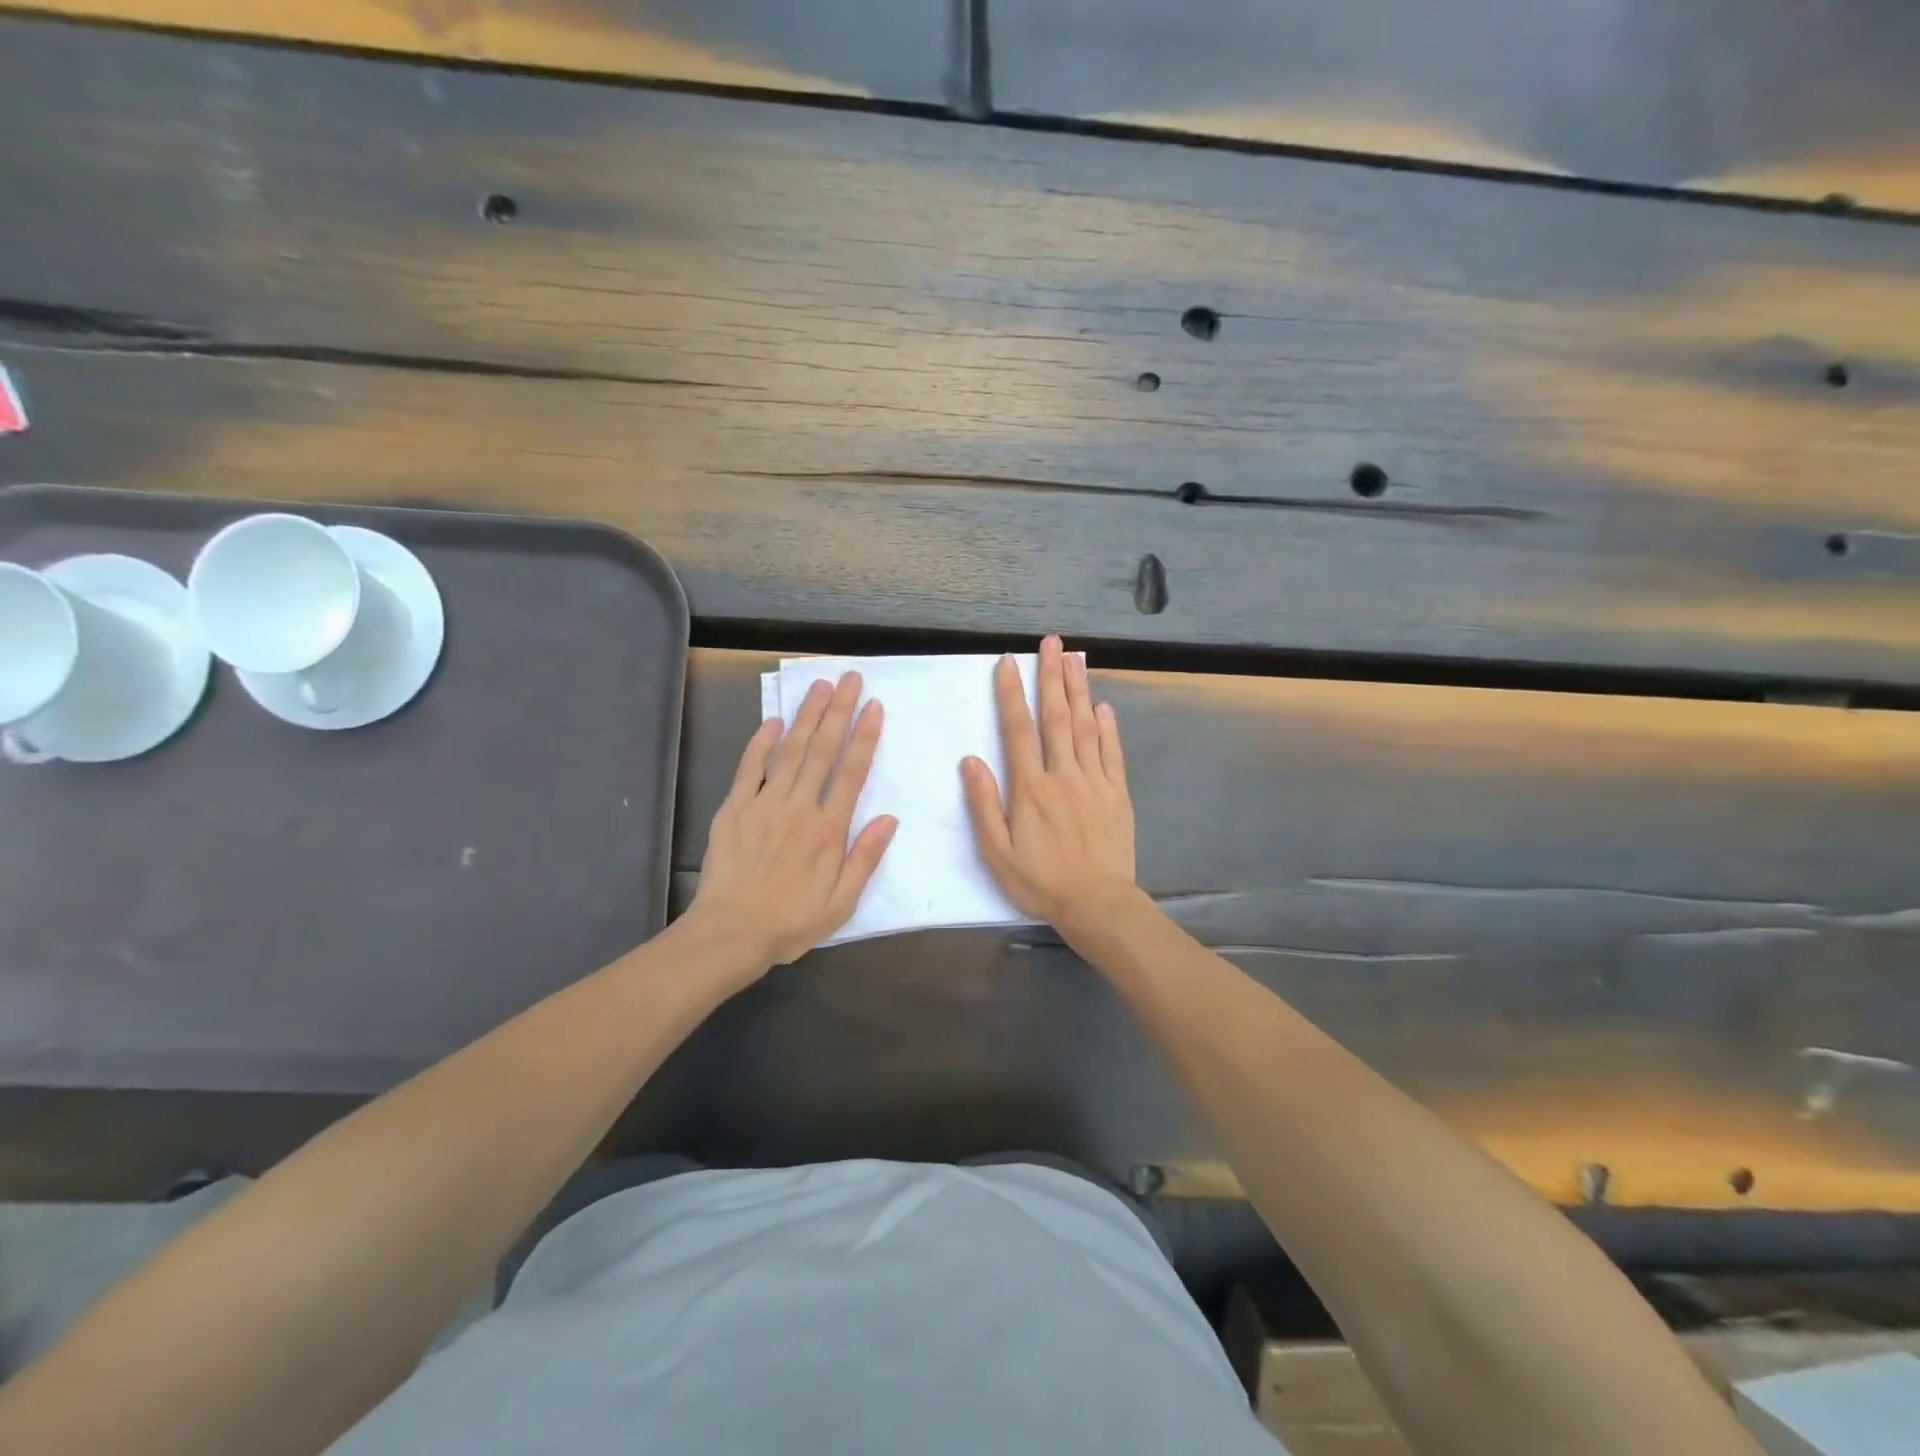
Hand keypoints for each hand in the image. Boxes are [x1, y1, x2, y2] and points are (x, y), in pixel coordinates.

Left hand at [690, 672, 897, 968]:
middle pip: (822, 750)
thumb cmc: (791, 922)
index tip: (874, 706)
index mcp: (828, 829)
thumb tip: (890, 818)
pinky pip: (749, 768)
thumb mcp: (841, 903)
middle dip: (838, 711)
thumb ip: (865, 858)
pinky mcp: (735, 808)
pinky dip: (761, 742)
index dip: (865, 737)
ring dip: (806, 716)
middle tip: (849, 678)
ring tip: (819, 685)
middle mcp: (799, 807)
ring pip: (790, 750)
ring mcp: (764, 804)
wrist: (730, 933)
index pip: (852, 772)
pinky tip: (773, 721)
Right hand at [961, 636, 1138, 932]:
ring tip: (1075, 657)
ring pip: (1085, 726)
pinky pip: (1112, 752)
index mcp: (1031, 788)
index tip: (1007, 663)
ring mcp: (1095, 781)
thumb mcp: (997, 852)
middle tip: (1051, 642)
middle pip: (1056, 716)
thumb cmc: (1041, 882)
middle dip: (1051, 676)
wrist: (1098, 905)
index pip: (1018, 730)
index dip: (1011, 694)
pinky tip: (1103, 706)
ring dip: (1079, 690)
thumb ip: (984, 805)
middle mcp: (1063, 775)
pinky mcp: (1117, 793)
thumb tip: (971, 760)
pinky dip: (1107, 727)